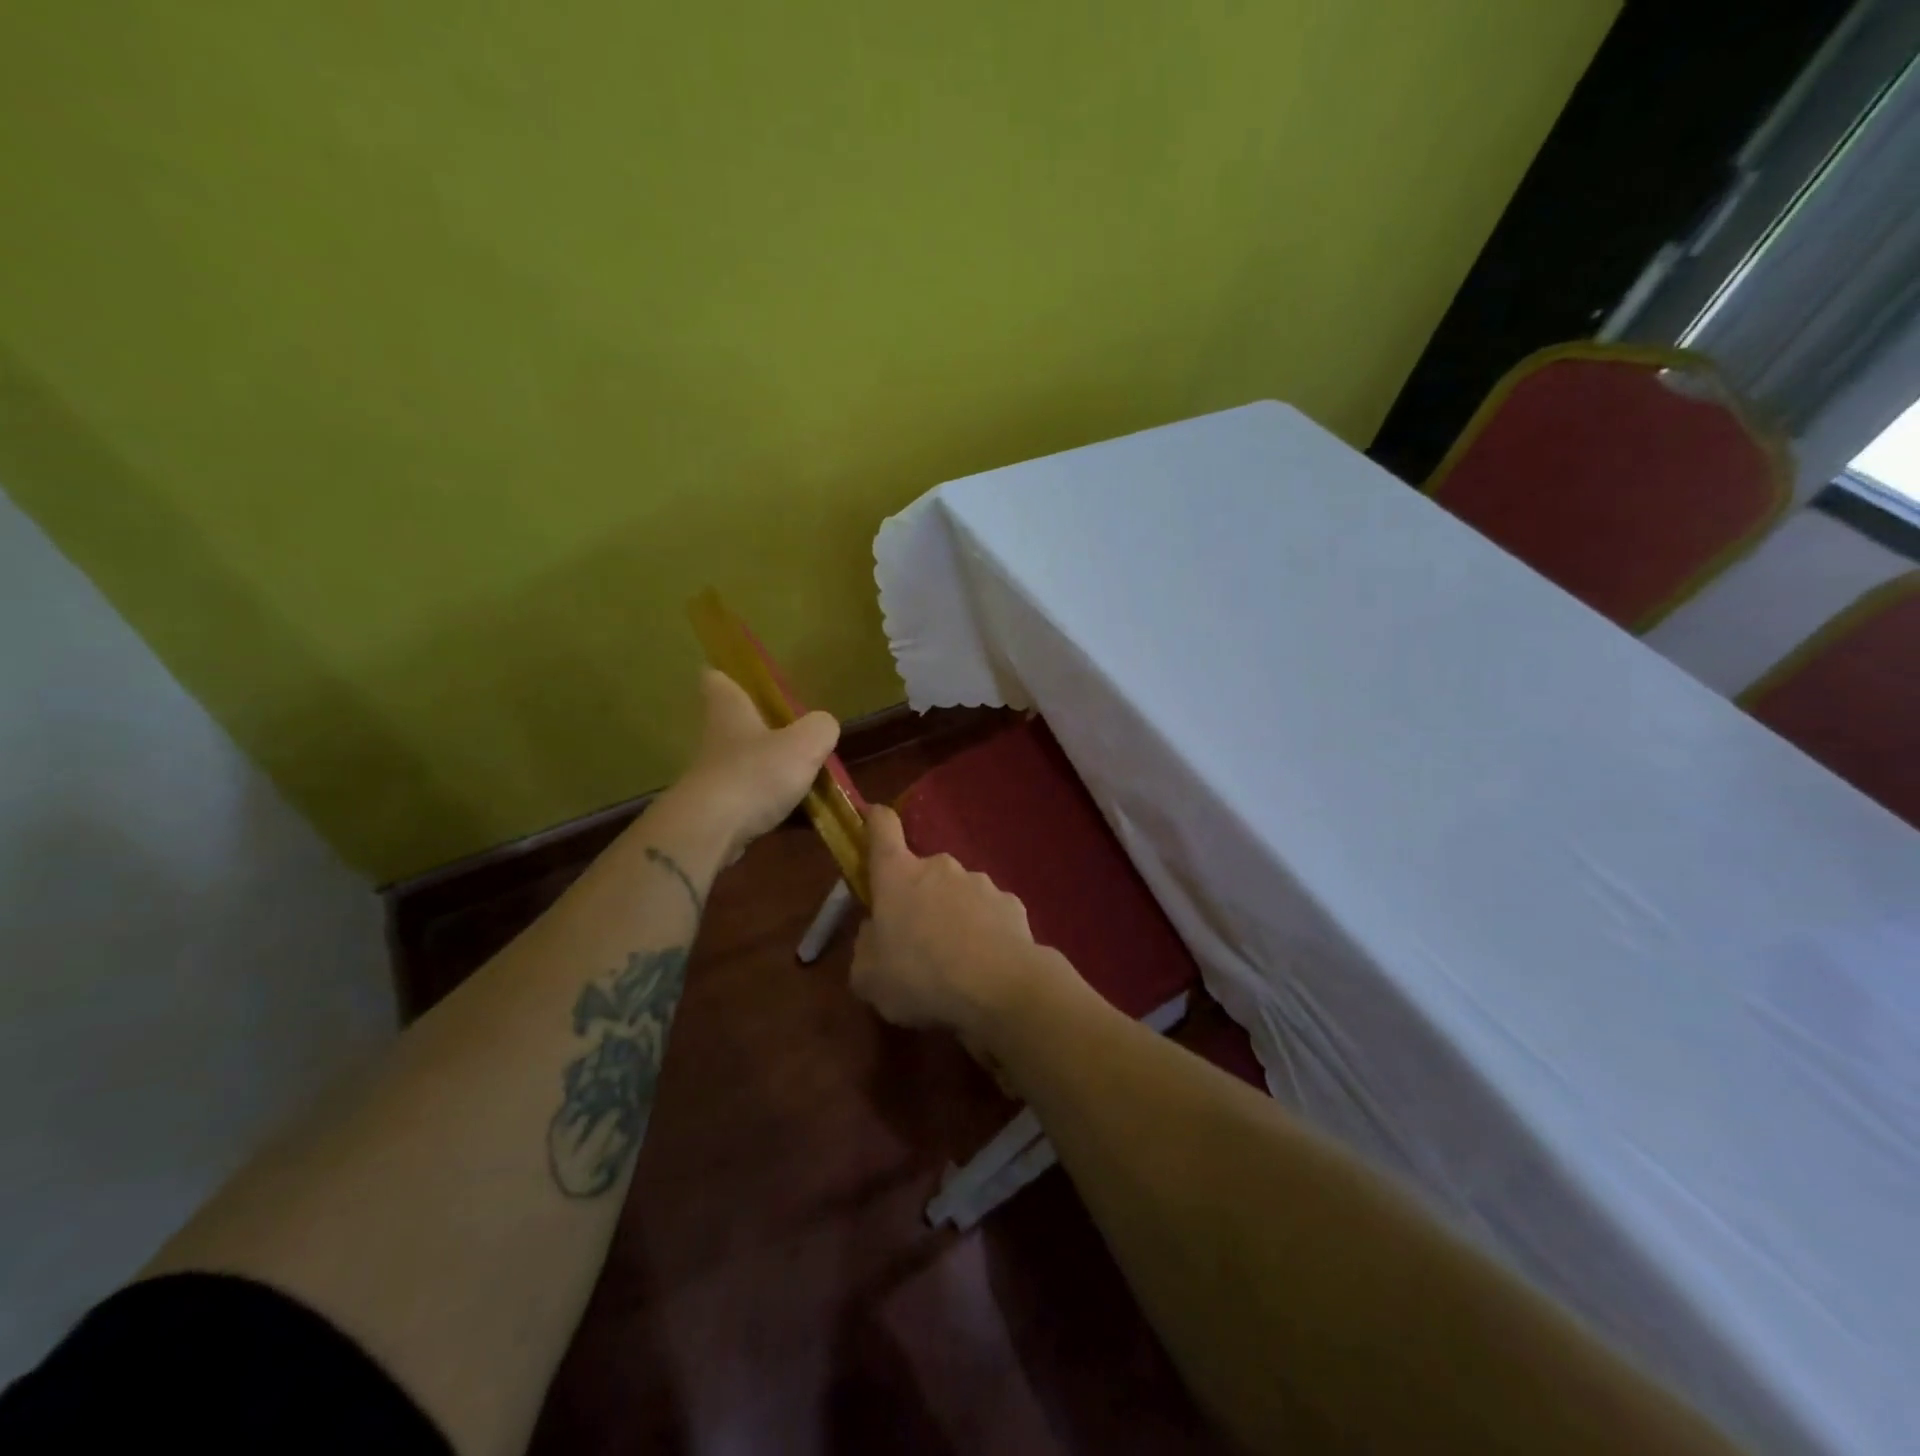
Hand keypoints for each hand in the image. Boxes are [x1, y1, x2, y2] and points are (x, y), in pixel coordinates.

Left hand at [679, 669, 839, 861]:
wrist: (712, 831)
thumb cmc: (756, 773)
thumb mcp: (805, 743)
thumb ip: (821, 728)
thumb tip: (823, 727)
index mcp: (730, 709)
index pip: (717, 679)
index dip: (730, 675)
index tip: (748, 680)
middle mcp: (717, 737)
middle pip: (735, 723)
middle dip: (762, 728)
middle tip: (798, 735)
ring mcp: (714, 776)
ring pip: (746, 764)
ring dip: (771, 770)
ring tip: (810, 779)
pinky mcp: (718, 810)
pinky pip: (752, 801)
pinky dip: (773, 805)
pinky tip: (802, 816)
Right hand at [848, 804, 1067, 1041]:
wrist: (1000, 988)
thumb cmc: (920, 977)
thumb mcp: (868, 977)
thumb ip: (866, 946)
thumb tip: (874, 932)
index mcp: (898, 875)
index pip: (883, 827)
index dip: (875, 820)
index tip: (872, 819)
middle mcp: (940, 867)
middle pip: (922, 872)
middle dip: (918, 898)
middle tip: (916, 940)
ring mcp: (980, 882)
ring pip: (957, 893)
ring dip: (953, 916)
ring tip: (955, 961)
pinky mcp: (1011, 902)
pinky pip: (988, 913)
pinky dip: (984, 932)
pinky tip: (985, 964)